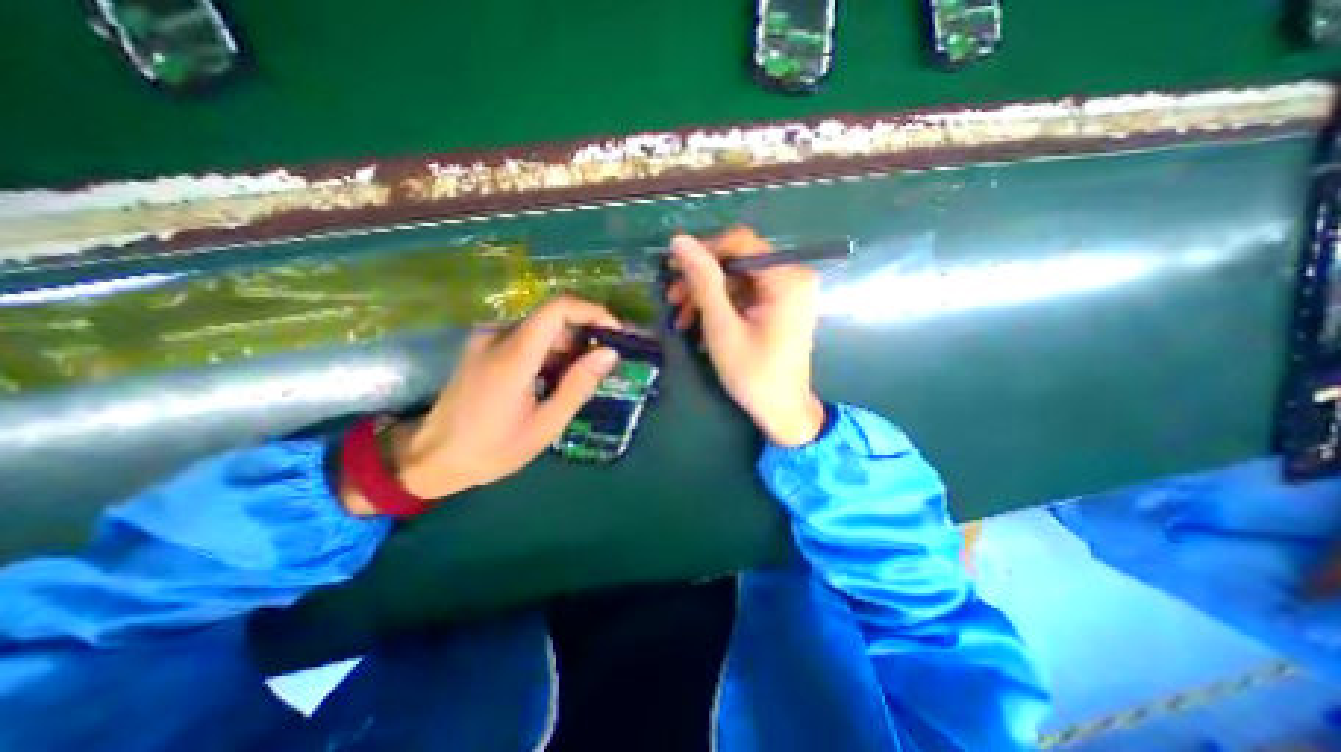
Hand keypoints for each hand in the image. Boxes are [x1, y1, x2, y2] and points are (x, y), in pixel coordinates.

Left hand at [340, 296, 620, 512]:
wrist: (432, 458)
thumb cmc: (492, 449)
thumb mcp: (545, 425)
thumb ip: (578, 385)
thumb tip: (609, 352)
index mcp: (513, 355)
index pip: (558, 307)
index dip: (593, 312)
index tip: (615, 334)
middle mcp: (497, 336)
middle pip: (553, 319)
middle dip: (584, 338)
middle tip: (602, 369)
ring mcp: (486, 340)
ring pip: (541, 329)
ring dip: (567, 349)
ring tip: (576, 383)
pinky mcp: (482, 347)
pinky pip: (526, 339)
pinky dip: (548, 354)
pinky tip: (551, 382)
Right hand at [660, 227, 823, 443]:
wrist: (781, 410)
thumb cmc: (753, 373)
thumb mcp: (722, 326)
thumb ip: (703, 281)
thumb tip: (680, 240)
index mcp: (787, 278)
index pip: (740, 242)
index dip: (703, 251)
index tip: (673, 270)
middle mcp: (793, 276)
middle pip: (738, 261)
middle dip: (701, 279)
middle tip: (671, 299)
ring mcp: (788, 292)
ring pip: (737, 279)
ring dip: (706, 295)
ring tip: (681, 318)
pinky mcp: (780, 306)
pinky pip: (745, 294)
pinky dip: (720, 306)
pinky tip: (699, 324)